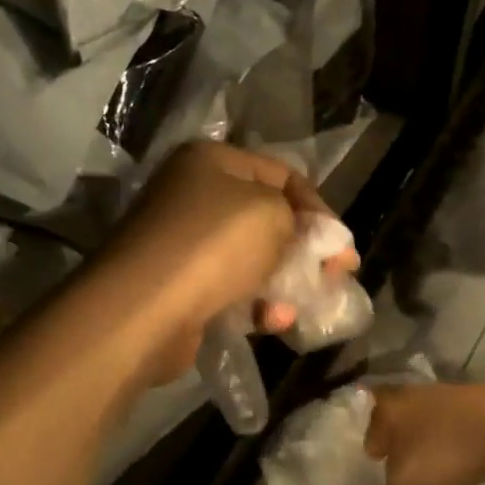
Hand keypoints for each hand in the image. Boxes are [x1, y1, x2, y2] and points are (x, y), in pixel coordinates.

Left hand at [94, 141, 351, 382]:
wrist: (144, 309)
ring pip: (251, 260)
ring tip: (302, 306)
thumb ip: (302, 219)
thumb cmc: (214, 245)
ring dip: (283, 283)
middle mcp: (194, 196)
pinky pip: (230, 291)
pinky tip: (272, 322)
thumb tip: (317, 238)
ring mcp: (183, 244)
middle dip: (305, 250)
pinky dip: (255, 306)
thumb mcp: (272, 213)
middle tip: (336, 276)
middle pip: (267, 219)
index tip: (341, 244)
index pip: (282, 174)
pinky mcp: (179, 288)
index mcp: (211, 161)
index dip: (317, 207)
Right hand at [364, 383, 484, 484]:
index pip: (368, 430)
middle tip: (402, 473)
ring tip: (433, 473)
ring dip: (425, 446)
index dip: (373, 453)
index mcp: (387, 407)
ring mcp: (442, 396)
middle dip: (399, 447)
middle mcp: (409, 395)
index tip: (379, 472)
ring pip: (424, 425)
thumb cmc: (444, 449)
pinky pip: (451, 429)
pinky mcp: (471, 404)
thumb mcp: (406, 480)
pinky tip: (462, 465)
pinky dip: (451, 445)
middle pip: (397, 424)